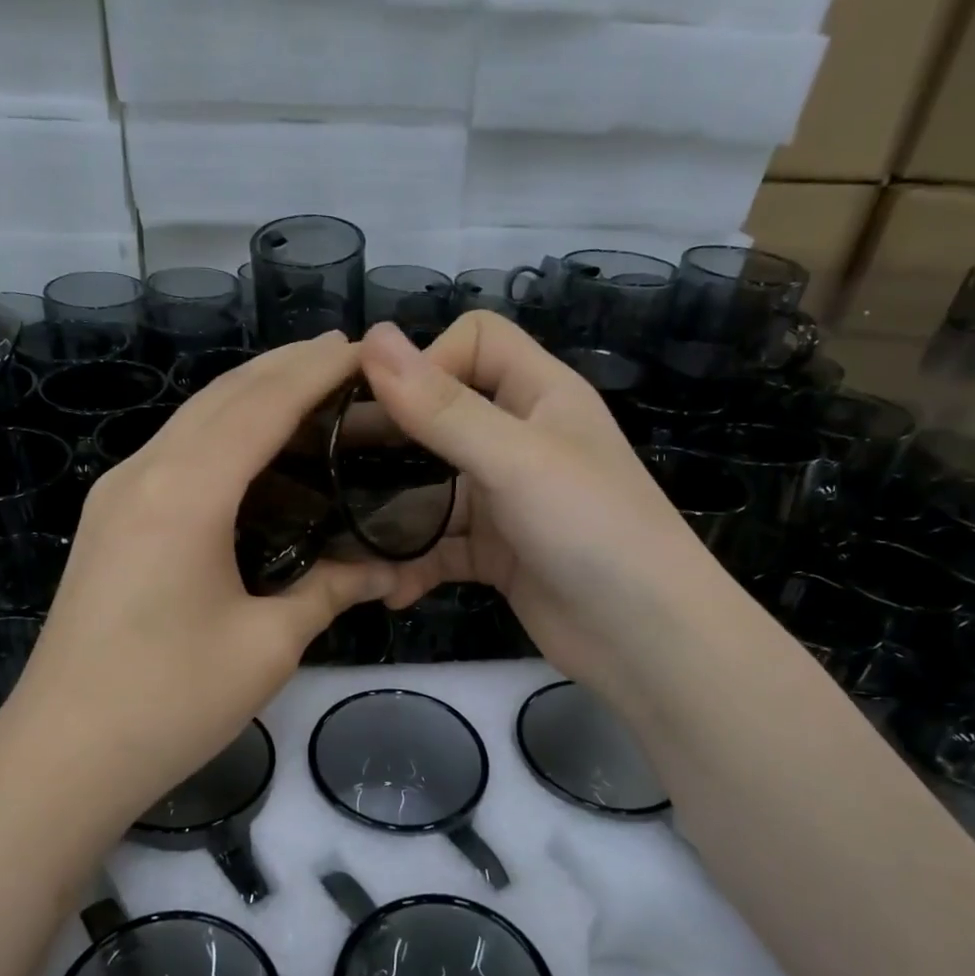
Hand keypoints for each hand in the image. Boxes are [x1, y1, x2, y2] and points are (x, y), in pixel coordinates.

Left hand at [0, 334, 395, 825]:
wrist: (62, 755)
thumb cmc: (170, 702)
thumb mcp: (267, 645)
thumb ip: (330, 591)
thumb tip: (385, 569)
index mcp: (186, 492)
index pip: (262, 404)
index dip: (316, 370)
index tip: (366, 348)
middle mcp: (144, 473)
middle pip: (222, 396)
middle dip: (285, 368)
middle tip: (348, 362)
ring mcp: (116, 495)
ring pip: (192, 420)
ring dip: (250, 397)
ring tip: (310, 394)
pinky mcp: (107, 522)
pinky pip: (174, 453)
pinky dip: (221, 434)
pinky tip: (254, 453)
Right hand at [358, 314, 717, 718]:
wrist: (645, 638)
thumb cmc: (590, 529)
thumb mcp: (513, 459)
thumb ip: (441, 407)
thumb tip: (371, 338)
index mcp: (538, 395)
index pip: (475, 341)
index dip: (428, 361)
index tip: (382, 406)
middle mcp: (520, 440)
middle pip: (441, 417)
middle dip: (389, 440)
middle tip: (328, 466)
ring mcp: (506, 501)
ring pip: (433, 490)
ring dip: (394, 517)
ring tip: (348, 541)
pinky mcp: (496, 554)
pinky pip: (441, 547)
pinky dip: (415, 565)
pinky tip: (392, 588)